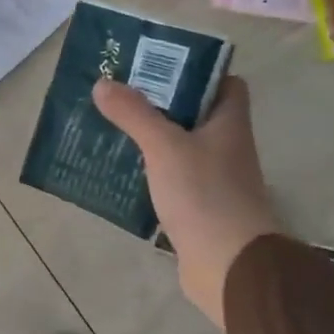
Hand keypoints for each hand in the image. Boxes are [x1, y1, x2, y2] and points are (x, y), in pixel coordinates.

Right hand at [93, 75, 279, 327]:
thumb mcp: (164, 146)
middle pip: (195, 114)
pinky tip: (121, 171)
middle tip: (120, 94)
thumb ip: (134, 114)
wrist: (229, 266)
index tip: (159, 67)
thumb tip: (104, 83)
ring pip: (180, 148)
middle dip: (160, 103)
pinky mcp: (199, 208)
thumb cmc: (205, 195)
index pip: (225, 83)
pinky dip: (150, 172)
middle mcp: (226, 147)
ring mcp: (214, 179)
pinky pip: (171, 179)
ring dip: (151, 139)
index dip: (197, 71)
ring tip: (111, 128)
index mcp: (229, 123)